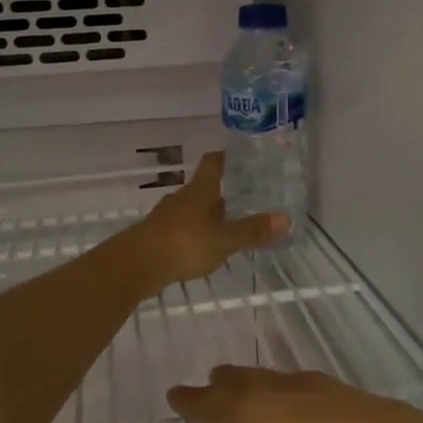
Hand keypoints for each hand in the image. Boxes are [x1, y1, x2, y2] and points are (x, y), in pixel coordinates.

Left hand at [128, 152, 287, 285]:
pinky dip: (193, 233)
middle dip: (221, 194)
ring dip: (207, 216)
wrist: (137, 264)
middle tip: (244, 200)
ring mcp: (167, 216)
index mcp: (200, 190)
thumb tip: (285, 219)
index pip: (213, 163)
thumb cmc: (185, 243)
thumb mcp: (225, 240)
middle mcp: (182, 197)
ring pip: (191, 209)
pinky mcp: (156, 235)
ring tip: (226, 227)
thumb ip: (253, 231)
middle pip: (203, 188)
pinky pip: (180, 228)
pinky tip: (202, 248)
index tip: (239, 159)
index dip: (225, 158)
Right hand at [135, 366, 422, 422]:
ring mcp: (347, 403)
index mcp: (265, 416)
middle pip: (257, 385)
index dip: (195, 402)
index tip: (175, 393)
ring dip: (270, 384)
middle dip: (231, 384)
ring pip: (296, 385)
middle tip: (215, 375)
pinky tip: (328, 411)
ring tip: (262, 383)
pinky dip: (311, 398)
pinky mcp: (383, 416)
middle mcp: (302, 398)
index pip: (218, 405)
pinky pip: (331, 398)